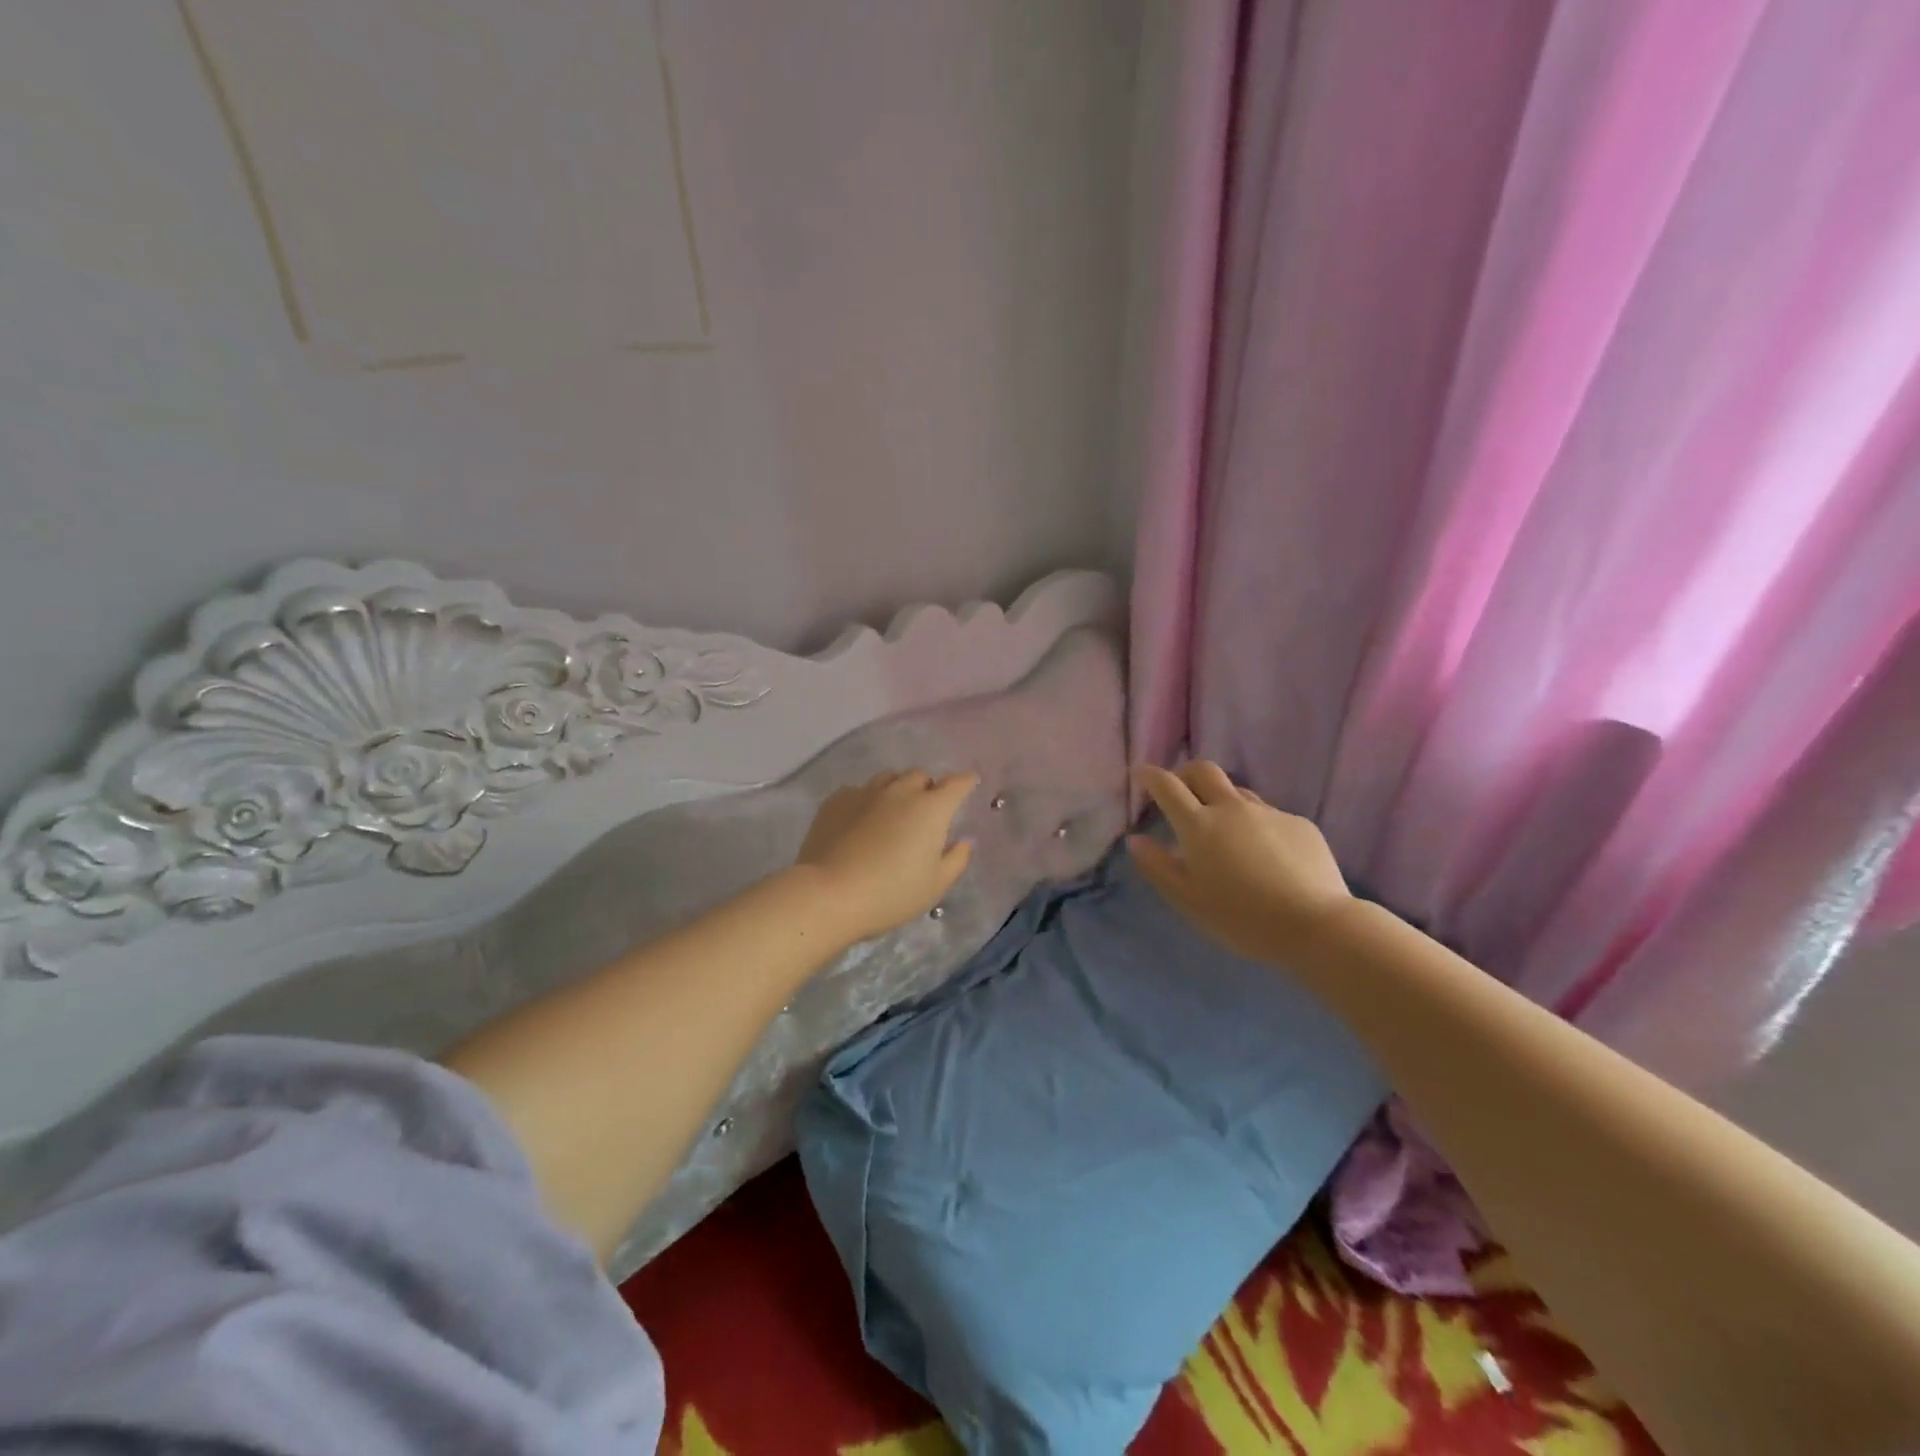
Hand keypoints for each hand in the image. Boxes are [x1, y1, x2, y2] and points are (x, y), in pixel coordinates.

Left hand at [795, 769, 977, 943]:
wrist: (829, 894)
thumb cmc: (890, 894)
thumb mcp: (935, 886)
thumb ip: (956, 860)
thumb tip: (962, 841)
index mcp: (930, 809)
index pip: (956, 784)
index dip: (965, 782)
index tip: (968, 784)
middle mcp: (900, 791)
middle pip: (919, 776)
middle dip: (927, 788)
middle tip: (925, 812)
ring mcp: (865, 792)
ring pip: (888, 778)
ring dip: (897, 789)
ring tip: (892, 813)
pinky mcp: (836, 800)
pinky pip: (858, 791)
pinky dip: (866, 801)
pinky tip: (860, 822)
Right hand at [1128, 761, 1352, 962]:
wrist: (1316, 925)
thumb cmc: (1241, 918)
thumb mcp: (1187, 899)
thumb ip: (1157, 866)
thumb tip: (1136, 840)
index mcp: (1199, 825)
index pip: (1167, 786)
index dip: (1150, 775)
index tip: (1141, 773)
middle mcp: (1232, 808)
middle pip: (1203, 770)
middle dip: (1185, 773)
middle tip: (1179, 792)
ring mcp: (1269, 813)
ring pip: (1237, 792)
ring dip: (1221, 800)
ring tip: (1223, 831)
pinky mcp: (1299, 824)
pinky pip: (1268, 815)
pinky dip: (1255, 825)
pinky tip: (1264, 857)